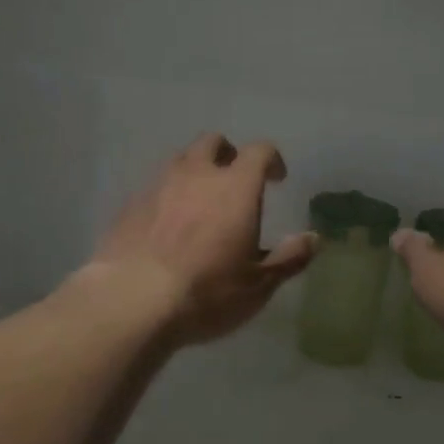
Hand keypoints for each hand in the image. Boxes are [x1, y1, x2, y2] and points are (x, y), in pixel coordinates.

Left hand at [86, 133, 315, 349]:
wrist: (131, 301)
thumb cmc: (207, 292)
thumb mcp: (258, 285)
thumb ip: (289, 258)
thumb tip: (313, 238)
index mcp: (236, 186)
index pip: (259, 151)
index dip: (271, 160)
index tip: (276, 179)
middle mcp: (198, 174)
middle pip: (213, 142)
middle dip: (228, 154)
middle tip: (235, 181)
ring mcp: (159, 185)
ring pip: (180, 160)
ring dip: (195, 171)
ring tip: (200, 200)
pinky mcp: (130, 204)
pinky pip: (155, 186)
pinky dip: (167, 195)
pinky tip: (167, 224)